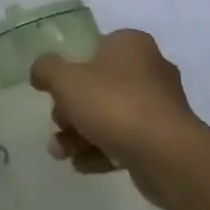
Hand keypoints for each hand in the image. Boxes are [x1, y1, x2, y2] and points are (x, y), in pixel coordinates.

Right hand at [31, 29, 201, 199]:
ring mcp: (160, 106)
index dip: (69, 71)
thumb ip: (46, 69)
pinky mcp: (166, 139)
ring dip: (81, 135)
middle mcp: (150, 69)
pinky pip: (126, 140)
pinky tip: (82, 166)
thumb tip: (40, 71)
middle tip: (59, 127)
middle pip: (98, 86)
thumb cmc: (114, 104)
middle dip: (71, 111)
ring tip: (61, 154)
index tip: (55, 93)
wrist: (168, 156)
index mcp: (130, 44)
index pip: (93, 49)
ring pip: (110, 116)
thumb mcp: (66, 80)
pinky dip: (102, 151)